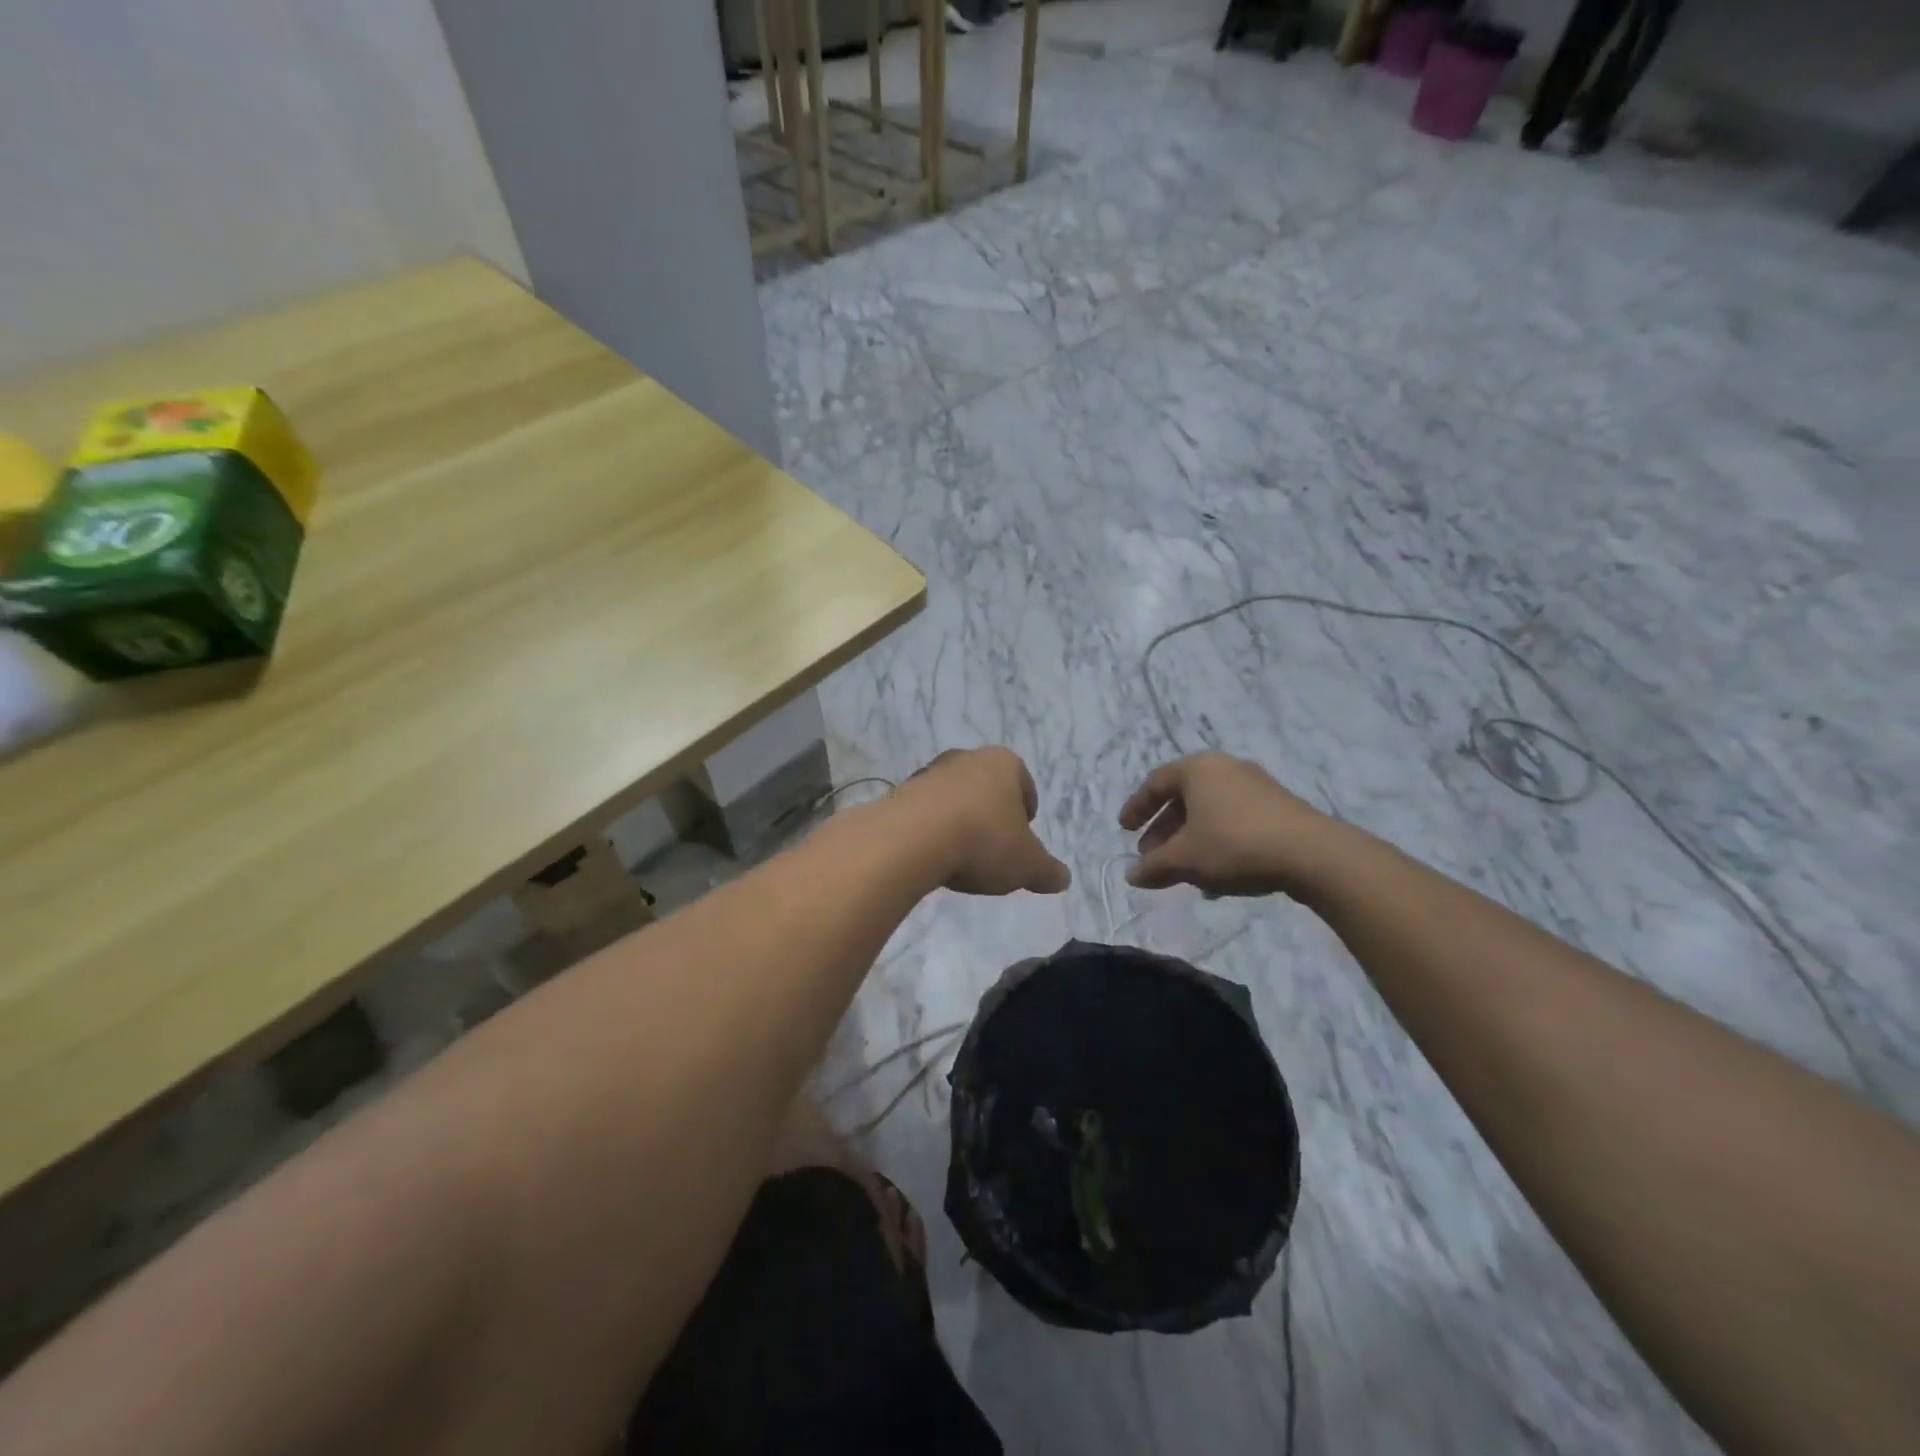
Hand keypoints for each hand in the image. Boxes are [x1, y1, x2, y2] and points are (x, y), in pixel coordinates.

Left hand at [899, 747, 1071, 895]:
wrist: (911, 839)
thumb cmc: (982, 841)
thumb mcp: (1026, 864)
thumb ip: (1047, 870)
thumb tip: (1063, 879)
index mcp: (1003, 763)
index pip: (1024, 784)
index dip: (1027, 813)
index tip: (1022, 839)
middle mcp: (967, 758)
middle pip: (987, 789)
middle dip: (992, 816)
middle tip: (994, 849)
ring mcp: (930, 772)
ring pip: (955, 798)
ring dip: (960, 821)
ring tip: (961, 857)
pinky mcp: (902, 792)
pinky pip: (927, 812)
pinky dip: (933, 829)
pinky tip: (933, 856)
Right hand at [1119, 753, 1353, 898]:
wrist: (1311, 853)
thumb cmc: (1234, 844)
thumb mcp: (1185, 858)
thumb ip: (1154, 866)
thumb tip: (1131, 876)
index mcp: (1198, 769)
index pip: (1156, 783)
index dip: (1136, 808)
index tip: (1124, 830)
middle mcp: (1225, 769)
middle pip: (1184, 799)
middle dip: (1164, 831)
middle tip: (1152, 857)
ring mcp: (1256, 786)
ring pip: (1210, 813)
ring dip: (1190, 841)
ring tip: (1182, 872)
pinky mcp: (1278, 808)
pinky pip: (1234, 821)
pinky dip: (1216, 843)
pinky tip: (1216, 877)